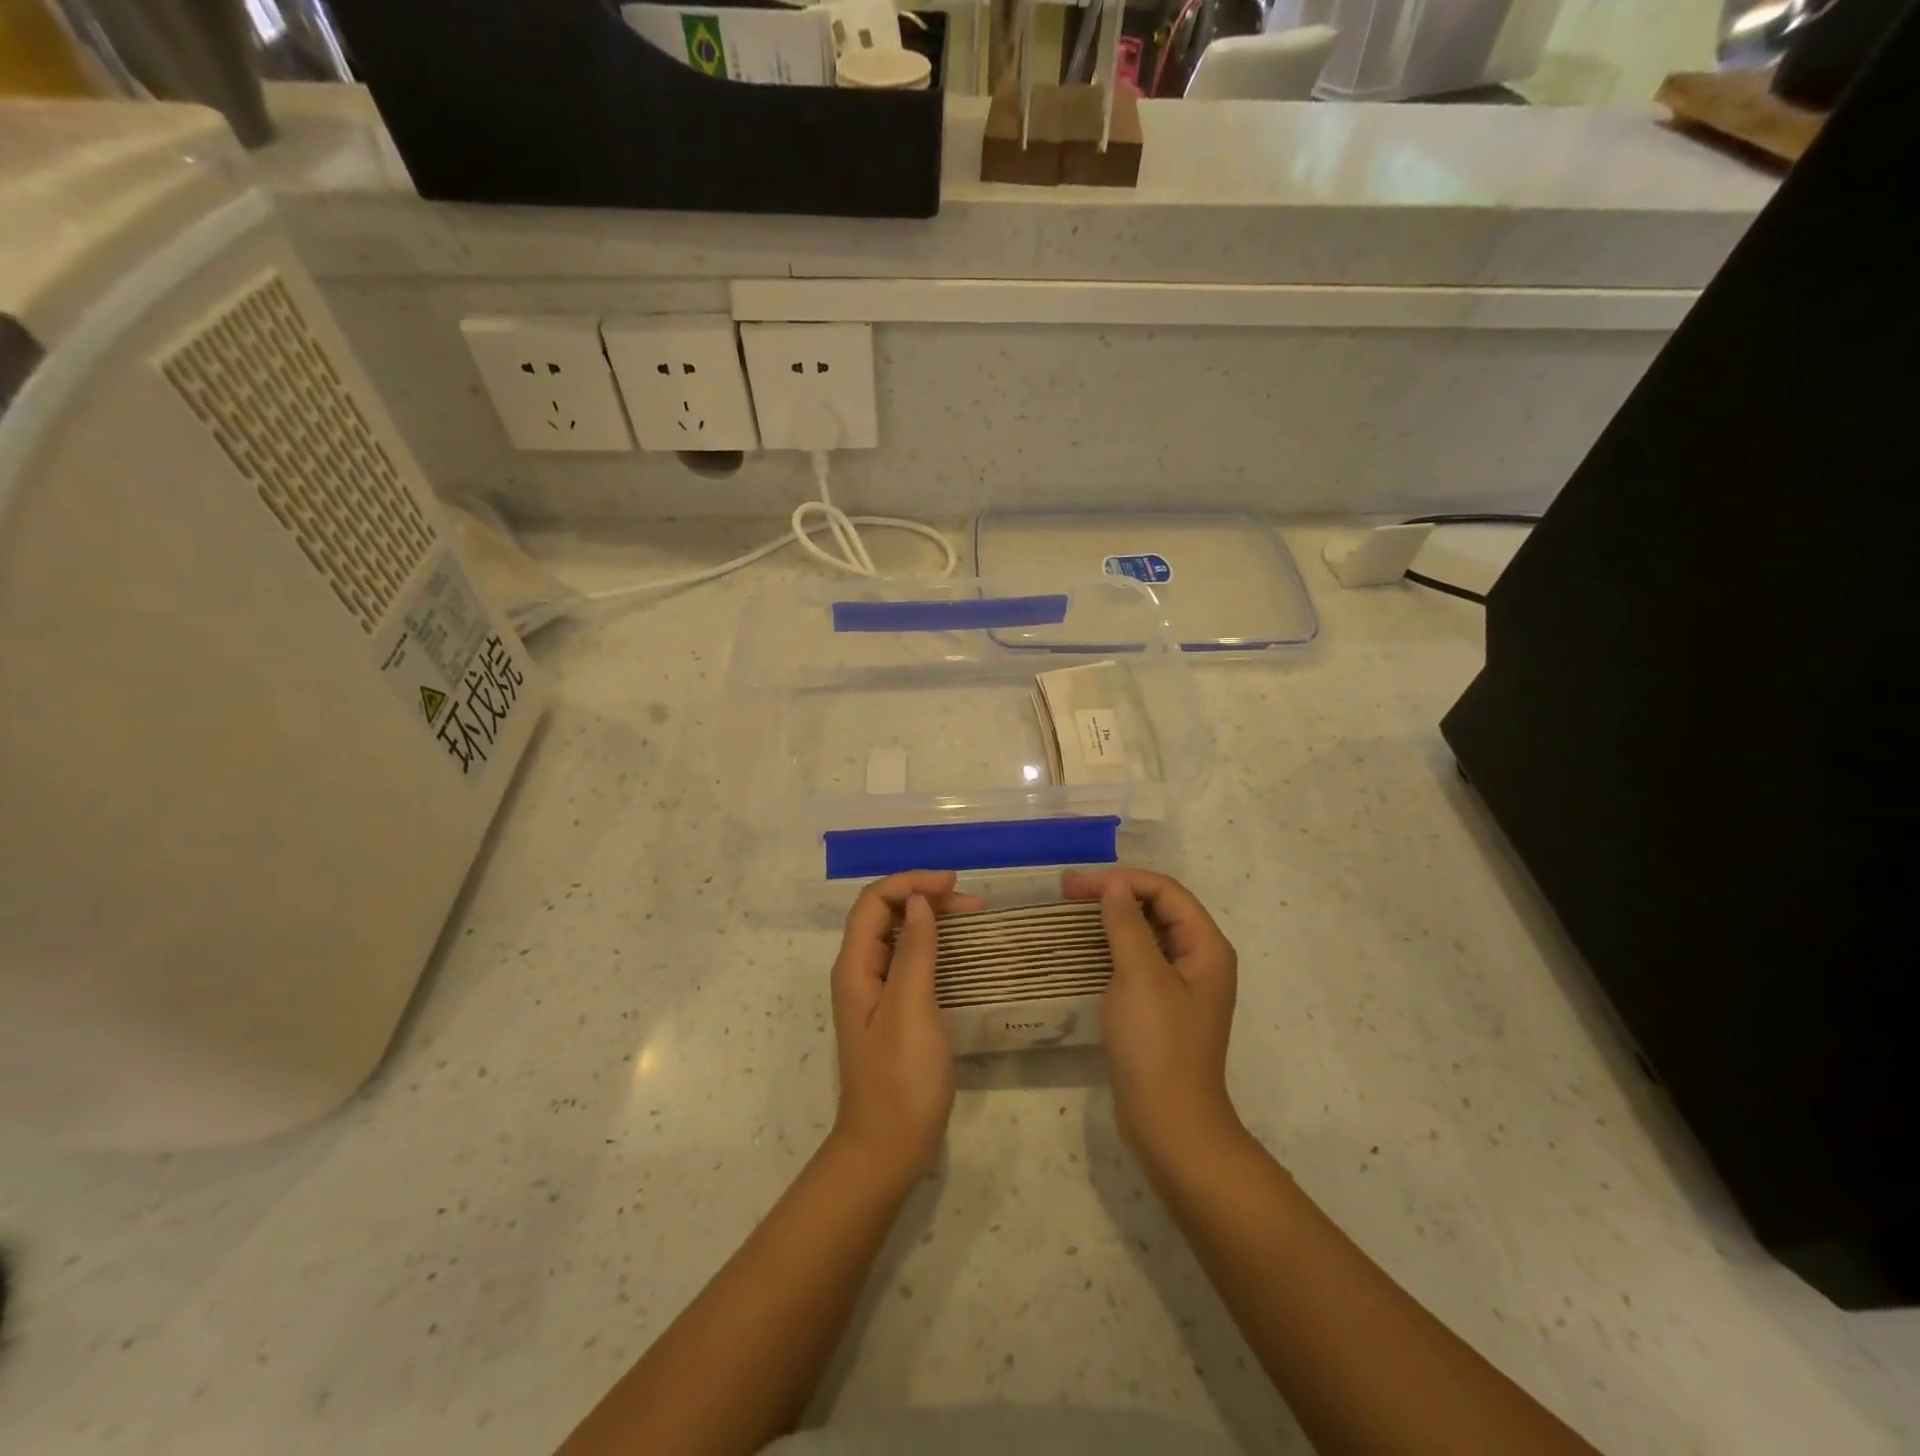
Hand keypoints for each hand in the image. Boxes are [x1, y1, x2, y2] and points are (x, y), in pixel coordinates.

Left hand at [828, 870, 983, 1183]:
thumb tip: (918, 901)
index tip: (953, 884)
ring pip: (901, 937)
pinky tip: (961, 954)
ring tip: (973, 918)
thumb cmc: (901, 1078)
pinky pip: (912, 963)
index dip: (910, 883)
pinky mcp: (895, 1012)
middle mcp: (861, 973)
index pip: (874, 902)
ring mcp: (877, 994)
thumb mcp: (911, 1008)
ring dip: (932, 920)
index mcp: (856, 967)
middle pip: (886, 915)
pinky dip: (935, 947)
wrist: (889, 1148)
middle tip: (971, 903)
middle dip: (924, 898)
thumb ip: (915, 951)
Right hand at [1063, 868, 1242, 1175]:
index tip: (1075, 885)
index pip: (1165, 891)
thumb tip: (1114, 885)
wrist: (1170, 1125)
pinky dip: (1113, 946)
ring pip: (1147, 934)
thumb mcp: (1140, 976)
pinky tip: (1086, 949)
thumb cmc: (1158, 1045)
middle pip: (1158, 908)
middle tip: (1067, 892)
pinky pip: (1139, 961)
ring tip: (1072, 912)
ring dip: (1112, 918)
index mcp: (1206, 947)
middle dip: (1115, 893)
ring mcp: (1182, 986)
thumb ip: (1126, 924)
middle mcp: (1200, 960)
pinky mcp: (1163, 1008)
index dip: (1121, 880)